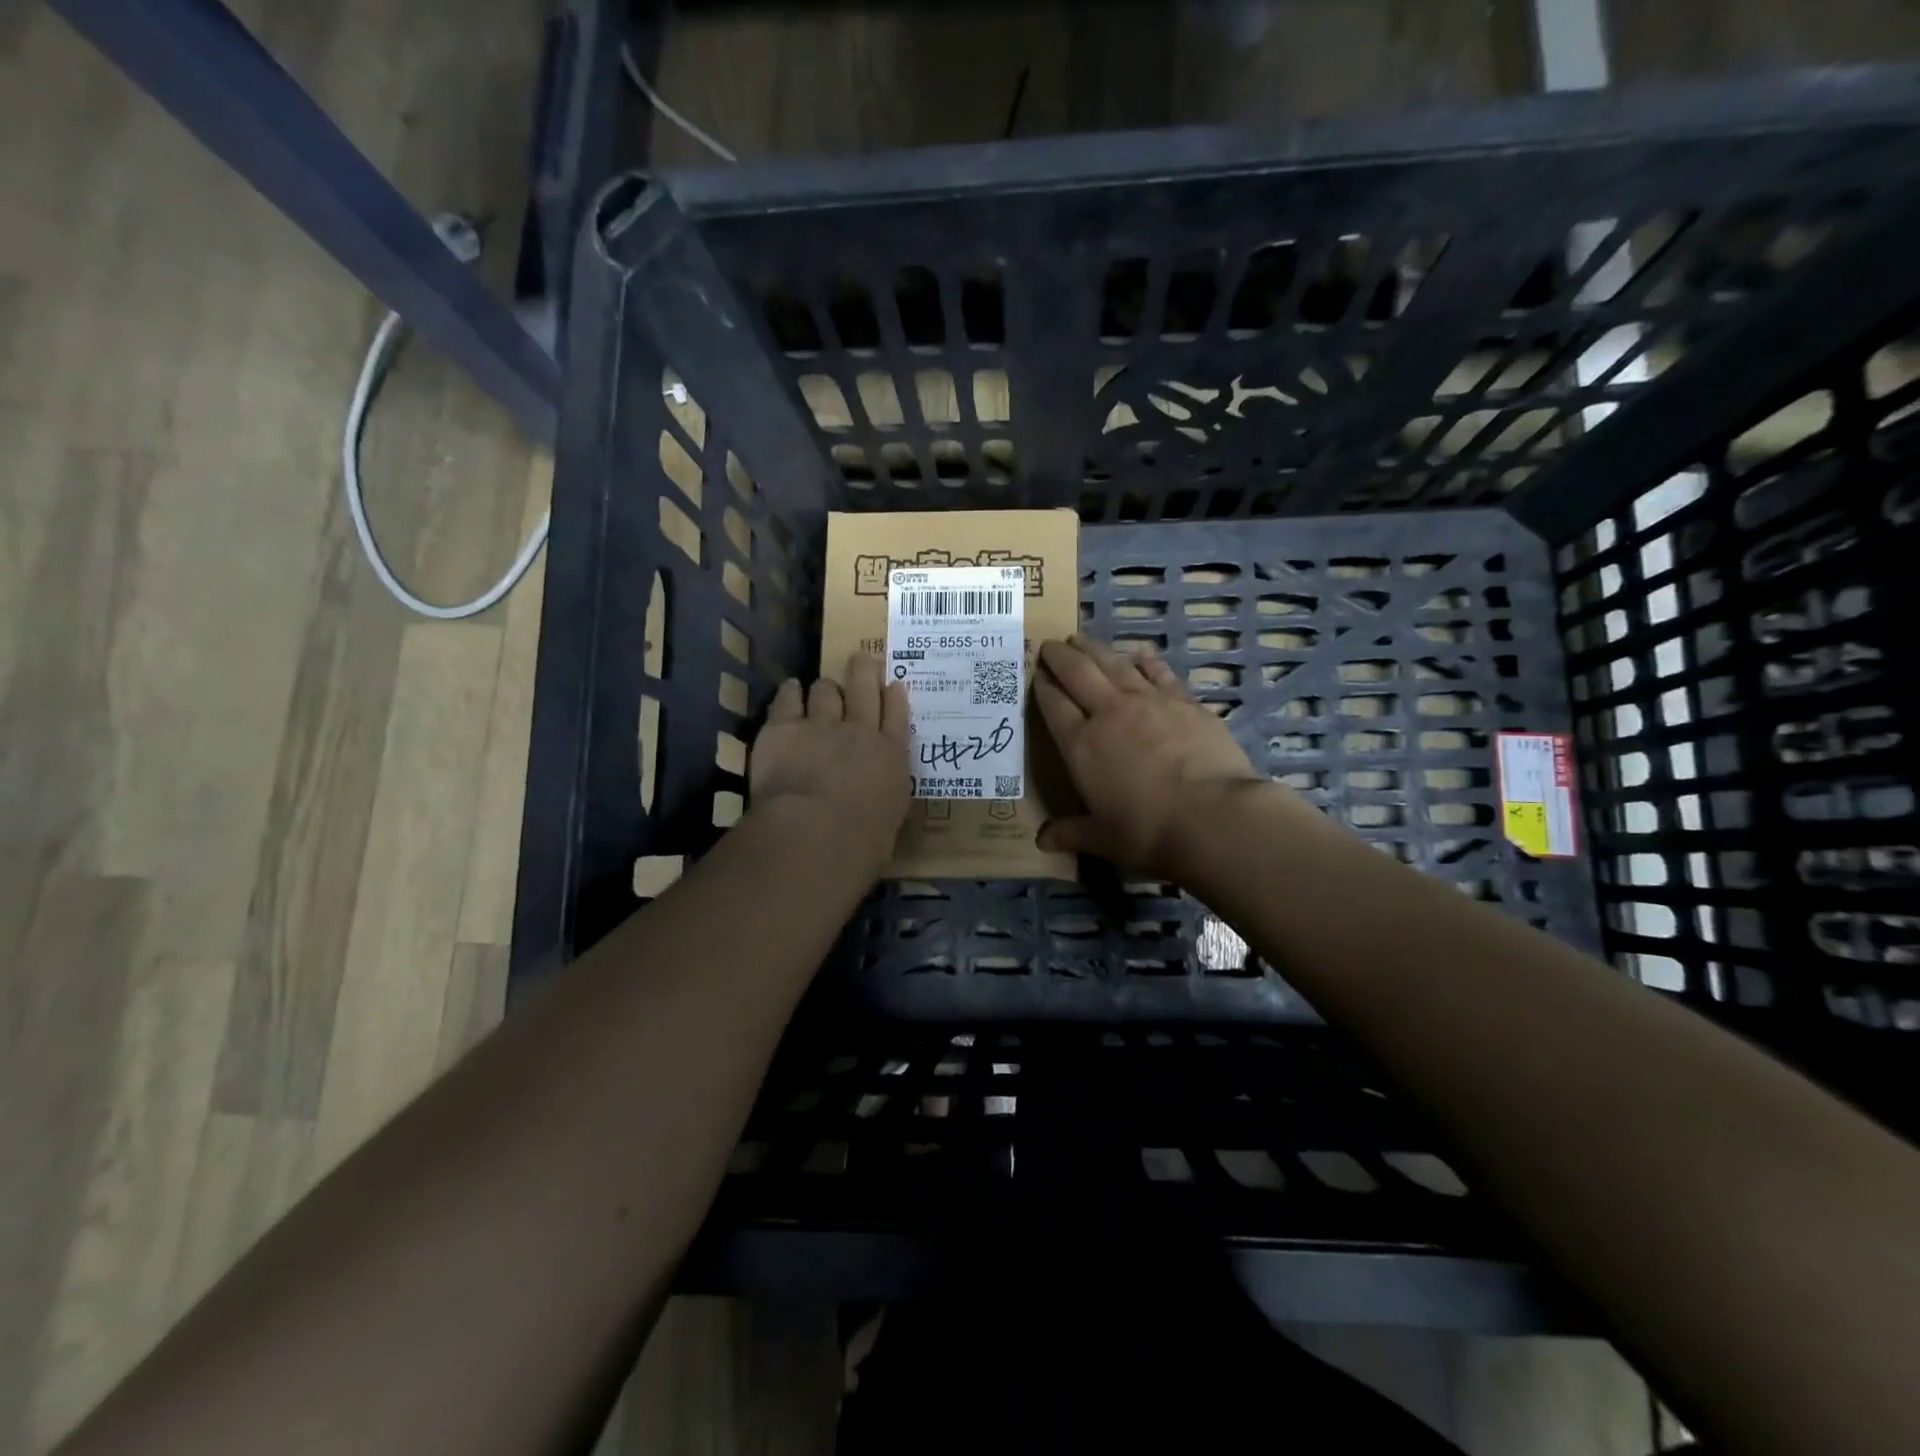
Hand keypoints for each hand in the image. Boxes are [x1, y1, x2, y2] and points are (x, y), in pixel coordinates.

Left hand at [750, 652, 911, 873]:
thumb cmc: (862, 842)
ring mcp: (821, 725)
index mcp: (892, 757)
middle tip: (861, 658)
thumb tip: (878, 800)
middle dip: (864, 670)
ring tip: (820, 688)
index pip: (898, 716)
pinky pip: (788, 699)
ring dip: (824, 689)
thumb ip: (884, 798)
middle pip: (864, 688)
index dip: (895, 695)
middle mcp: (860, 732)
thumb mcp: (890, 820)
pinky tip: (791, 689)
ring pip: (825, 690)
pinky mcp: (784, 728)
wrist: (817, 833)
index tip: (893, 683)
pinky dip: (791, 692)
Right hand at [1034, 635, 1265, 875]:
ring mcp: (1148, 702)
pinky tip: (1140, 653)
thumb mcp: (1102, 839)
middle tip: (1049, 644)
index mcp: (1081, 745)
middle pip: (1078, 674)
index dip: (1041, 686)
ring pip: (1114, 664)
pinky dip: (1145, 660)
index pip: (1053, 706)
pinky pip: (1158, 672)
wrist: (1213, 817)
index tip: (1034, 672)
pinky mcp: (1184, 701)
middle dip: (1060, 657)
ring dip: (1094, 649)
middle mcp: (1109, 714)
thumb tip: (1041, 842)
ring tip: (1081, 638)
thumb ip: (1070, 834)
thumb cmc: (1147, 831)